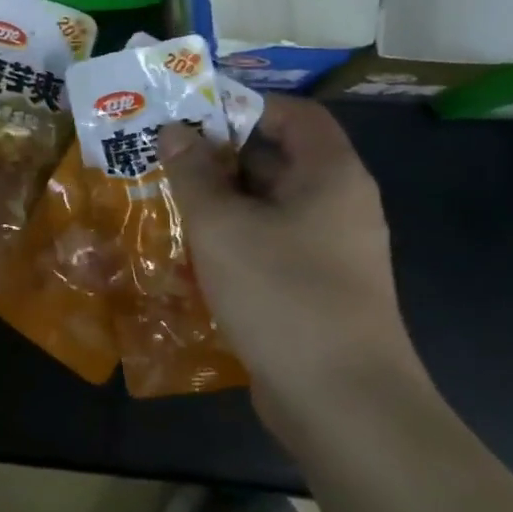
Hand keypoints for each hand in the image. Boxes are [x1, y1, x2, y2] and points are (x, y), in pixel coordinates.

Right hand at [157, 95, 423, 433]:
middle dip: (221, 153)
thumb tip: (175, 130)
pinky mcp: (319, 287)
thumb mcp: (222, 226)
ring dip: (222, 197)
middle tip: (167, 154)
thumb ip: (193, 172)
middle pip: (279, 156)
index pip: (294, 113)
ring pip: (270, 203)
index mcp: (331, 175)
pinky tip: (193, 249)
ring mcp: (333, 249)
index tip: (193, 113)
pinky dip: (236, 235)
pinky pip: (273, 241)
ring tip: (169, 196)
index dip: (244, 104)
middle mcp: (339, 204)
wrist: (344, 407)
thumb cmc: (283, 295)